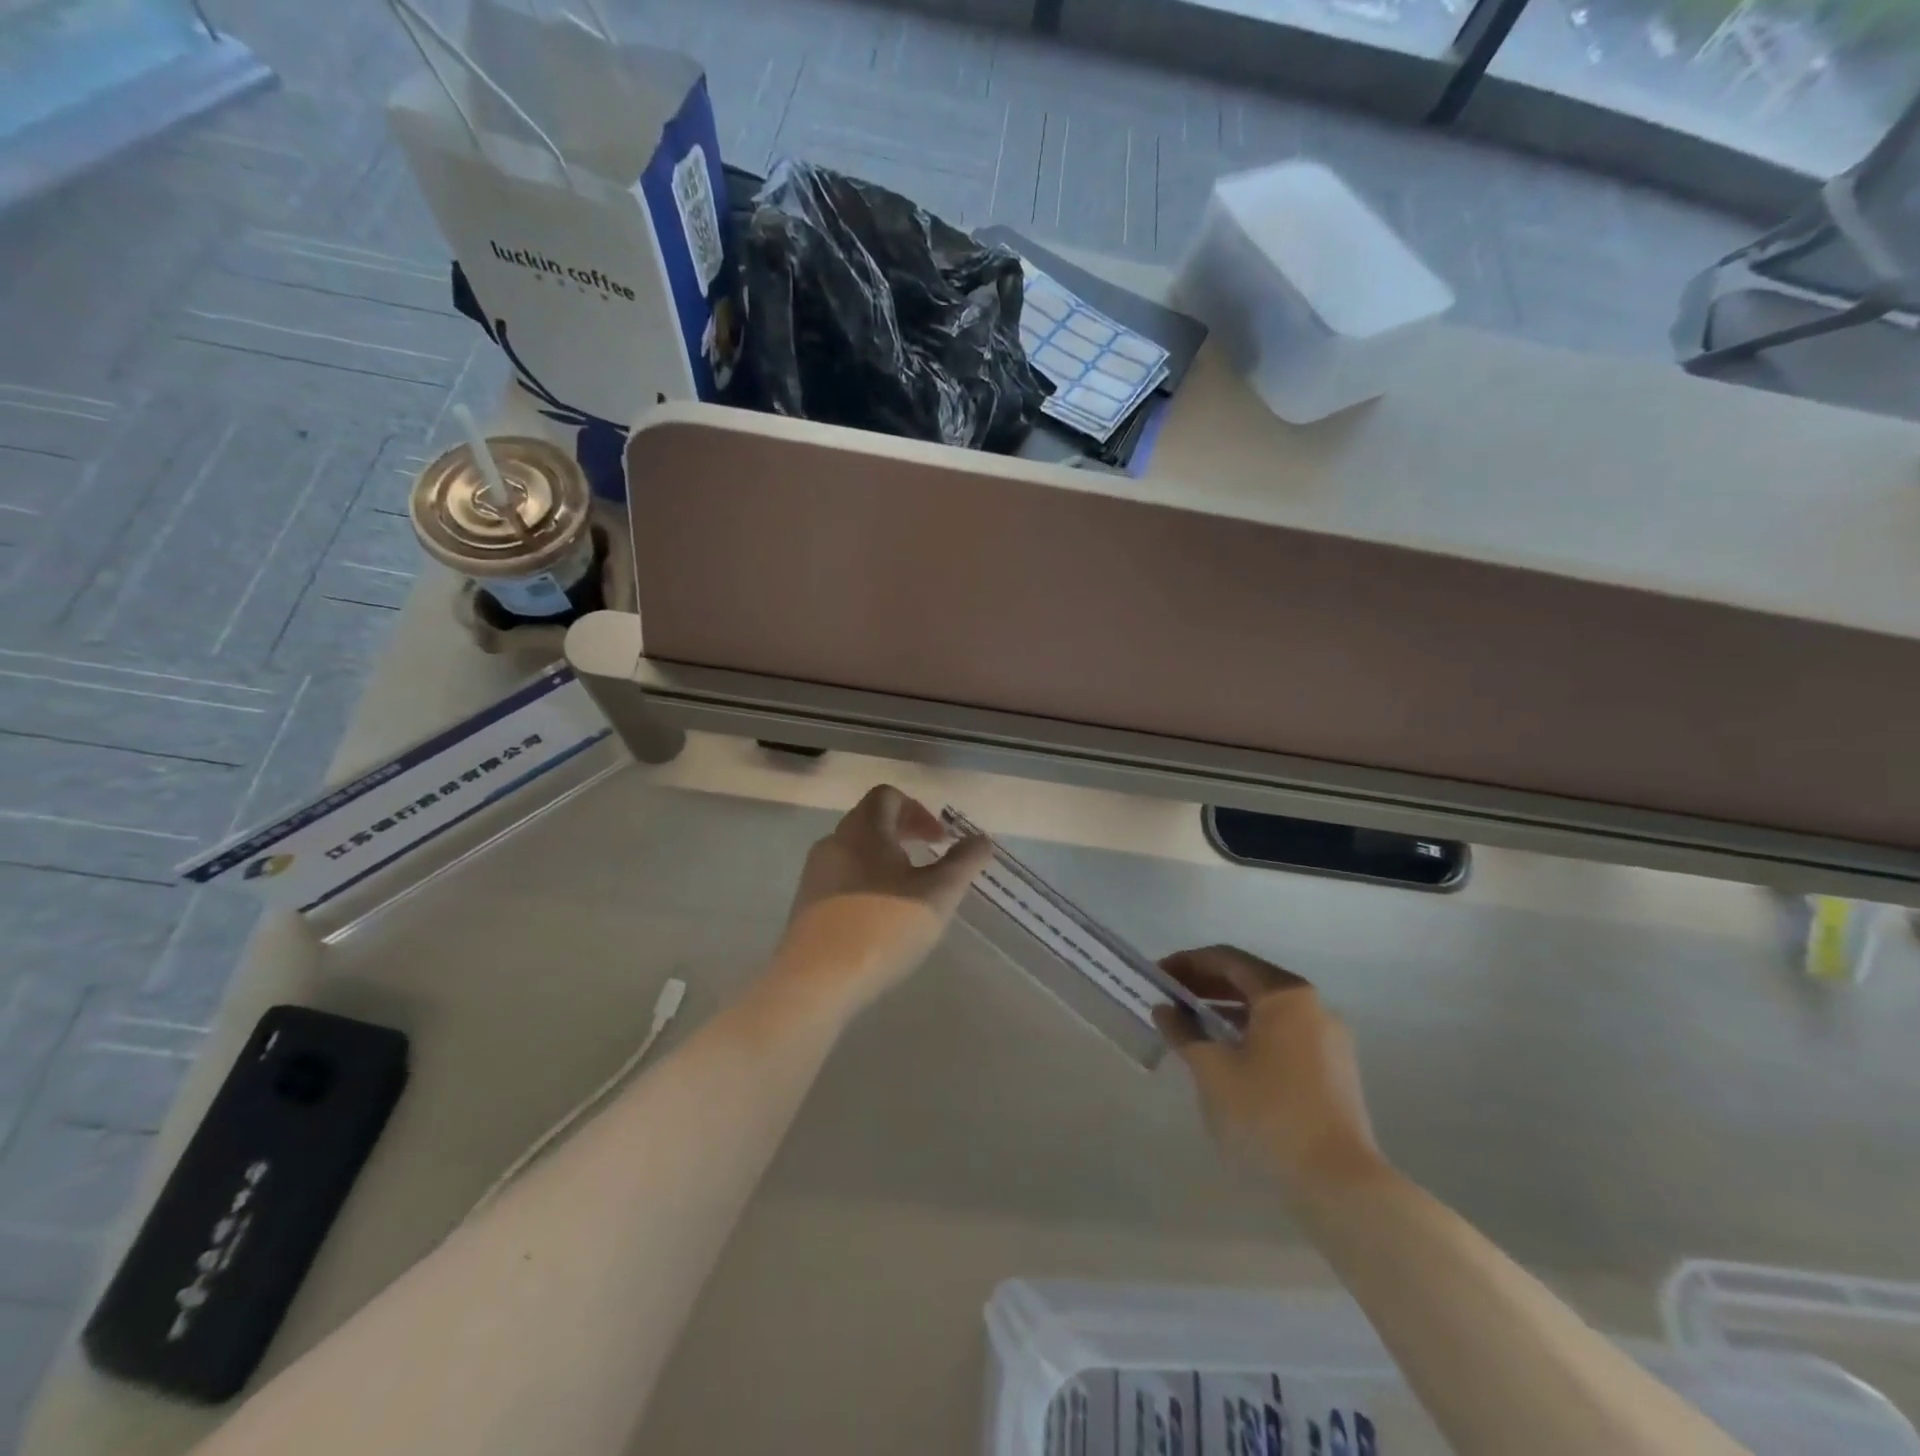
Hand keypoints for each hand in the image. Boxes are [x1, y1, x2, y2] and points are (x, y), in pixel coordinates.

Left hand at [772, 785, 992, 1017]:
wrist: (816, 982)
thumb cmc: (883, 927)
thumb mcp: (937, 895)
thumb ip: (964, 863)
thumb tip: (982, 839)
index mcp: (863, 829)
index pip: (888, 796)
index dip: (918, 811)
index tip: (940, 840)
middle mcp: (834, 842)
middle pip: (870, 821)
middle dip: (904, 834)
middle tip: (931, 860)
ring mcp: (815, 874)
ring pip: (855, 851)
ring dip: (885, 860)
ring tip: (909, 892)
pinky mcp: (806, 905)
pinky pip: (841, 878)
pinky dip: (866, 883)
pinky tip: (881, 918)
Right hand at [1154, 946, 1385, 1204]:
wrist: (1339, 1185)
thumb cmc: (1268, 1114)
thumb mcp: (1212, 1070)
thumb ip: (1184, 1031)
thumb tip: (1165, 1010)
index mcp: (1285, 994)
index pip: (1227, 960)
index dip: (1186, 963)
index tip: (1156, 976)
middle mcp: (1312, 1005)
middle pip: (1249, 979)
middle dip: (1205, 984)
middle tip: (1168, 996)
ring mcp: (1328, 1038)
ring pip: (1266, 1008)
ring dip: (1226, 1009)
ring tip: (1189, 1024)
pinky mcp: (1334, 1069)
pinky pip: (1283, 1033)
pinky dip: (1249, 1031)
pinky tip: (1225, 1052)